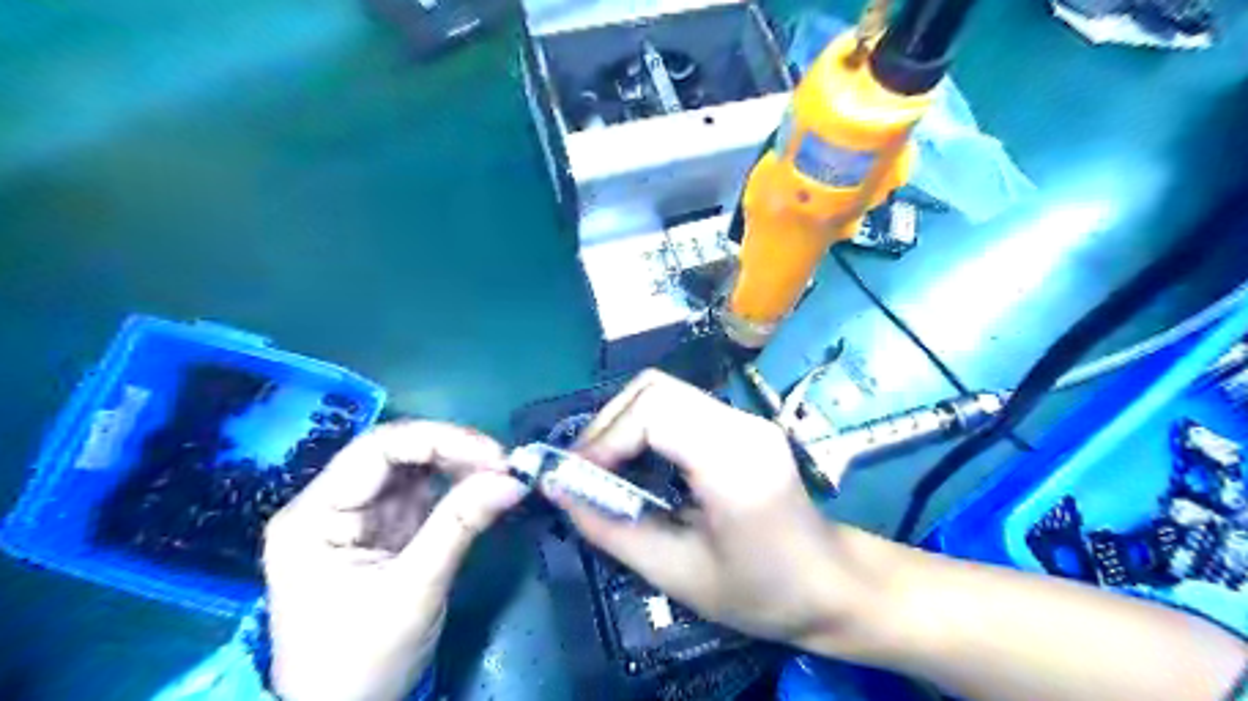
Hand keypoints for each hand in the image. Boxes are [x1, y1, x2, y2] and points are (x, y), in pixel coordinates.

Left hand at [263, 421, 524, 699]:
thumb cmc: (361, 661)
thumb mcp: (414, 590)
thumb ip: (460, 525)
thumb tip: (514, 479)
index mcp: (314, 516)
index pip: (378, 450)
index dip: (439, 441)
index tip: (494, 455)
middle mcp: (331, 505)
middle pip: (395, 454)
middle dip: (454, 452)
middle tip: (504, 464)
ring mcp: (358, 517)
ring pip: (413, 470)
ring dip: (459, 467)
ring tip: (501, 475)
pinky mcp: (383, 531)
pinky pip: (423, 495)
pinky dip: (457, 489)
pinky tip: (483, 489)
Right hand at [551, 374, 891, 650]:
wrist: (831, 583)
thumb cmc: (762, 592)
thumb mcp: (678, 574)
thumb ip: (612, 528)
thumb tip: (557, 490)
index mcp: (735, 462)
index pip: (656, 412)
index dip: (606, 438)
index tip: (577, 478)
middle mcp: (742, 424)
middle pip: (655, 388)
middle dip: (607, 424)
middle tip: (584, 469)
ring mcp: (744, 418)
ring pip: (663, 390)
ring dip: (622, 422)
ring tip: (602, 467)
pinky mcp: (739, 423)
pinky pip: (677, 406)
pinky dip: (642, 426)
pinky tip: (634, 461)